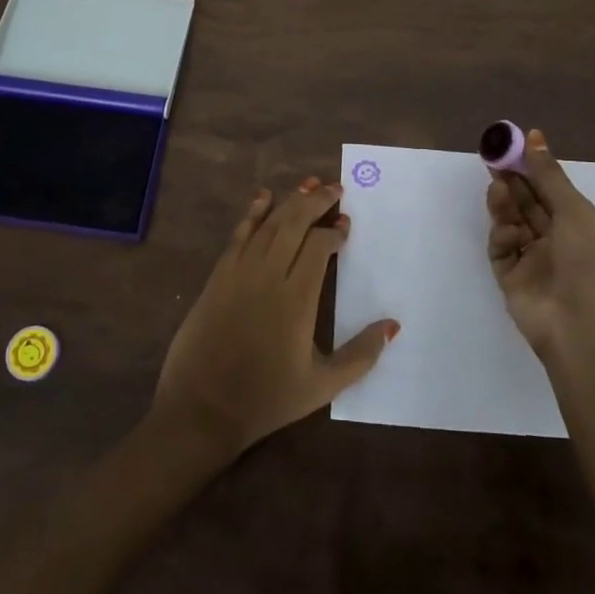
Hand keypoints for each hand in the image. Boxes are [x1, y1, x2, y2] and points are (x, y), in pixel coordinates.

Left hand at [154, 179, 398, 458]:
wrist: (202, 409)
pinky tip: (263, 196)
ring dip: (290, 200)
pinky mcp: (218, 275)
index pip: (319, 247)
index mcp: (297, 298)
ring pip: (269, 223)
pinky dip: (253, 212)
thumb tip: (392, 325)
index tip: (346, 225)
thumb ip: (361, 355)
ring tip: (308, 184)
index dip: (334, 232)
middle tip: (335, 188)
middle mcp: (269, 274)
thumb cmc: (266, 399)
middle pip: (295, 223)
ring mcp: (240, 271)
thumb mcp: (322, 386)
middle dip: (317, 201)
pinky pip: (239, 233)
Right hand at [486, 127, 594, 353]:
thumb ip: (549, 176)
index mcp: (578, 224)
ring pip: (512, 222)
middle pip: (528, 202)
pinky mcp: (511, 277)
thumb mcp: (574, 212)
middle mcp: (555, 239)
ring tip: (496, 186)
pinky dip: (503, 236)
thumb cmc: (588, 265)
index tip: (514, 143)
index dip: (533, 166)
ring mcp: (532, 259)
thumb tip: (535, 138)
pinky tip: (507, 230)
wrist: (580, 330)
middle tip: (493, 157)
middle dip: (512, 180)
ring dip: (505, 203)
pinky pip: (501, 249)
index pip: (551, 188)